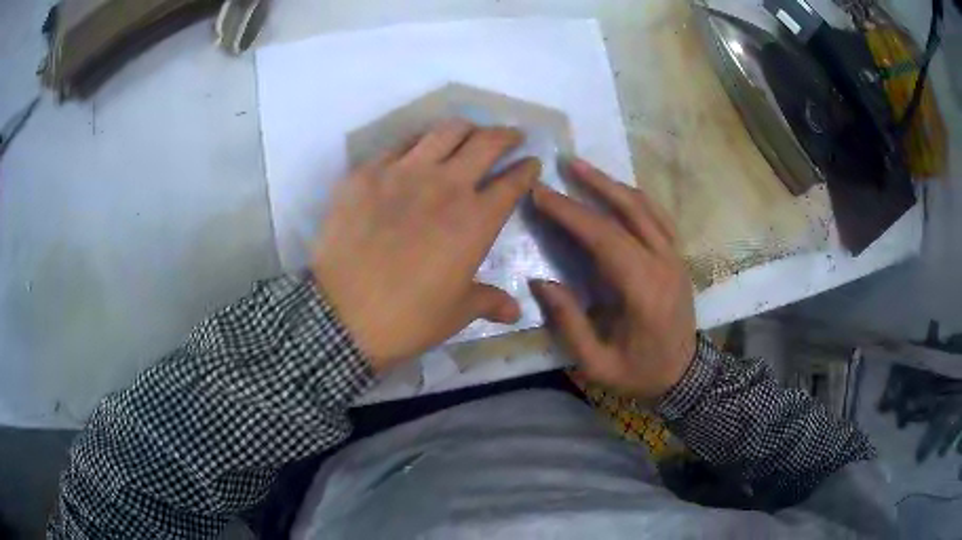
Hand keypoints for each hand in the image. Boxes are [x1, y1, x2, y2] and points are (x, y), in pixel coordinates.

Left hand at [312, 119, 540, 372]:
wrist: (341, 314)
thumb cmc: (407, 318)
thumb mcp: (456, 314)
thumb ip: (489, 302)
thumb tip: (516, 311)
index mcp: (475, 220)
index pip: (513, 182)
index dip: (527, 169)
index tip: (531, 164)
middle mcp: (446, 185)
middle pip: (486, 142)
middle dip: (506, 135)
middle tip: (510, 137)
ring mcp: (403, 172)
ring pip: (445, 131)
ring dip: (465, 129)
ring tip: (468, 134)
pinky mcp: (367, 173)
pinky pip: (399, 144)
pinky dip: (418, 142)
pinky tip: (417, 151)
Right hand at [530, 158, 695, 402]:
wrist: (685, 375)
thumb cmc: (639, 373)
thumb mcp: (597, 363)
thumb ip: (569, 322)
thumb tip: (541, 282)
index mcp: (644, 291)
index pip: (605, 238)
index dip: (571, 213)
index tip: (541, 193)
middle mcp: (664, 264)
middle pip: (628, 212)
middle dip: (591, 186)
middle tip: (563, 164)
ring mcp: (676, 257)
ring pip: (646, 207)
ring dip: (614, 184)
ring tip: (584, 168)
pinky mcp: (678, 257)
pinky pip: (657, 216)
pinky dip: (634, 198)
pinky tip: (616, 190)